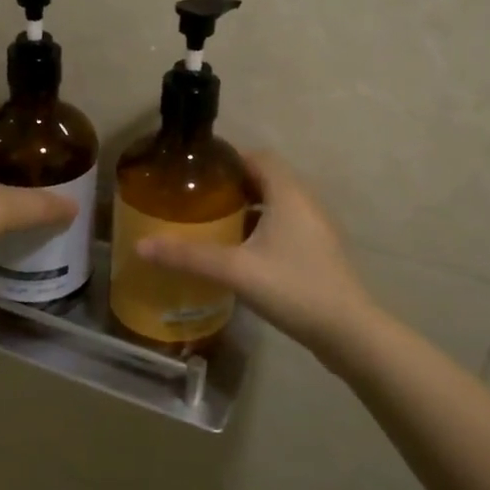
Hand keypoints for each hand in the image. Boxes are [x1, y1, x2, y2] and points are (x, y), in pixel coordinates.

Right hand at [137, 152, 379, 356]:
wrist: (348, 332)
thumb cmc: (293, 287)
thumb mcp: (235, 270)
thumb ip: (188, 256)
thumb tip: (141, 245)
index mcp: (288, 193)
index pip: (257, 157)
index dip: (228, 160)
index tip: (197, 172)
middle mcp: (305, 203)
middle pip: (265, 179)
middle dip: (232, 186)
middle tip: (198, 200)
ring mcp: (315, 229)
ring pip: (276, 205)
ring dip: (248, 209)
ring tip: (213, 225)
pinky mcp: (318, 253)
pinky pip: (285, 227)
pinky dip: (262, 229)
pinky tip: (240, 254)